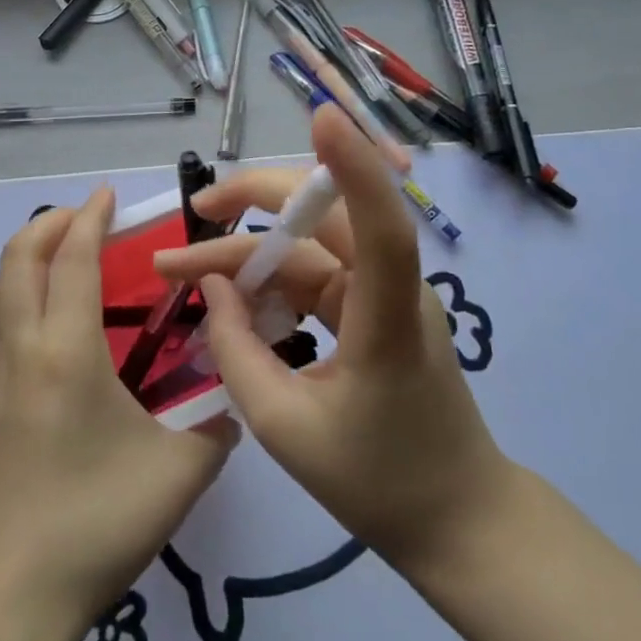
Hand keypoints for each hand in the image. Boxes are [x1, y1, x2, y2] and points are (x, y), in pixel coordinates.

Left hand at [0, 189, 238, 629]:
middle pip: (18, 258)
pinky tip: (38, 330)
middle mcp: (20, 350)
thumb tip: (235, 402)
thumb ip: (217, 429)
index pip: (74, 260)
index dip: (91, 218)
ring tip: (57, 266)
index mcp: (67, 352)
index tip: (108, 194)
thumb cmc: (96, 525)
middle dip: (51, 224)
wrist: (9, 598)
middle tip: (87, 219)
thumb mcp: (179, 475)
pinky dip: (6, 300)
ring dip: (20, 260)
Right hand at [153, 105, 516, 578]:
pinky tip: (226, 299)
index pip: (380, 226)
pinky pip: (312, 278)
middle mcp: (392, 291)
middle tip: (192, 211)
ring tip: (181, 269)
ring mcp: (384, 298)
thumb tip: (211, 288)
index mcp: (387, 320)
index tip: (321, 116)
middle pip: (324, 218)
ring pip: (307, 249)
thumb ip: (237, 352)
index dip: (351, 167)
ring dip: (246, 252)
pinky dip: (267, 282)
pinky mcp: (373, 311)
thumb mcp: (285, 427)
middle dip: (253, 203)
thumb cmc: (380, 485)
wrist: (458, 524)